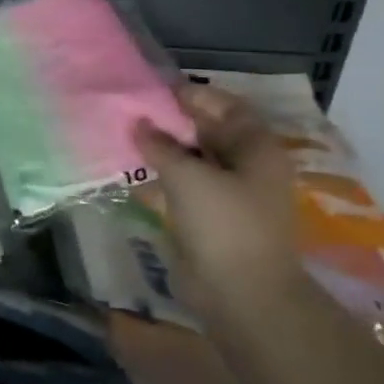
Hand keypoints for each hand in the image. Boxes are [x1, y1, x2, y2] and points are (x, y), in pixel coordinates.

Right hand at [136, 84, 302, 318]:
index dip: (193, 96)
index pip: (227, 108)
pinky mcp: (209, 219)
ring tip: (126, 137)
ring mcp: (229, 195)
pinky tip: (134, 172)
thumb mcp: (188, 176)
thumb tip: (140, 124)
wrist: (241, 293)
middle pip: (209, 133)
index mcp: (257, 150)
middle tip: (133, 111)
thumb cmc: (224, 224)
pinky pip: (184, 187)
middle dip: (173, 122)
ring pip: (194, 161)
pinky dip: (162, 177)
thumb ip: (161, 146)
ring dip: (164, 150)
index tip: (154, 89)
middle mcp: (247, 167)